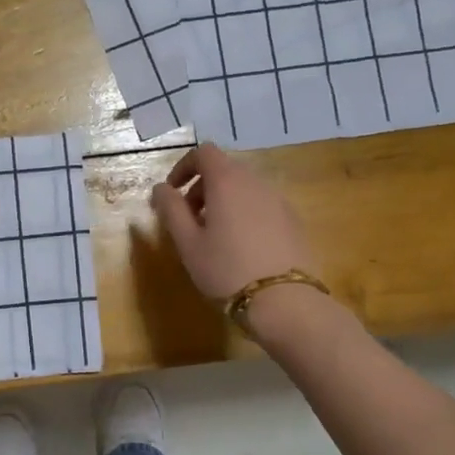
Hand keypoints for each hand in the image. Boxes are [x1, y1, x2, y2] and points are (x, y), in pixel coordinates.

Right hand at [151, 143, 315, 301]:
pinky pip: (262, 205)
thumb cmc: (226, 270)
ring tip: (214, 237)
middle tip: (189, 221)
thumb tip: (161, 188)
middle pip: (224, 170)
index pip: (204, 152)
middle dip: (201, 188)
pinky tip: (242, 248)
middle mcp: (256, 182)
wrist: (285, 302)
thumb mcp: (188, 243)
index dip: (183, 167)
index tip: (172, 194)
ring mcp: (279, 200)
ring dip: (223, 202)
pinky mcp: (293, 221)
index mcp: (227, 182)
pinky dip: (244, 214)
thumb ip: (171, 209)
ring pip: (244, 188)